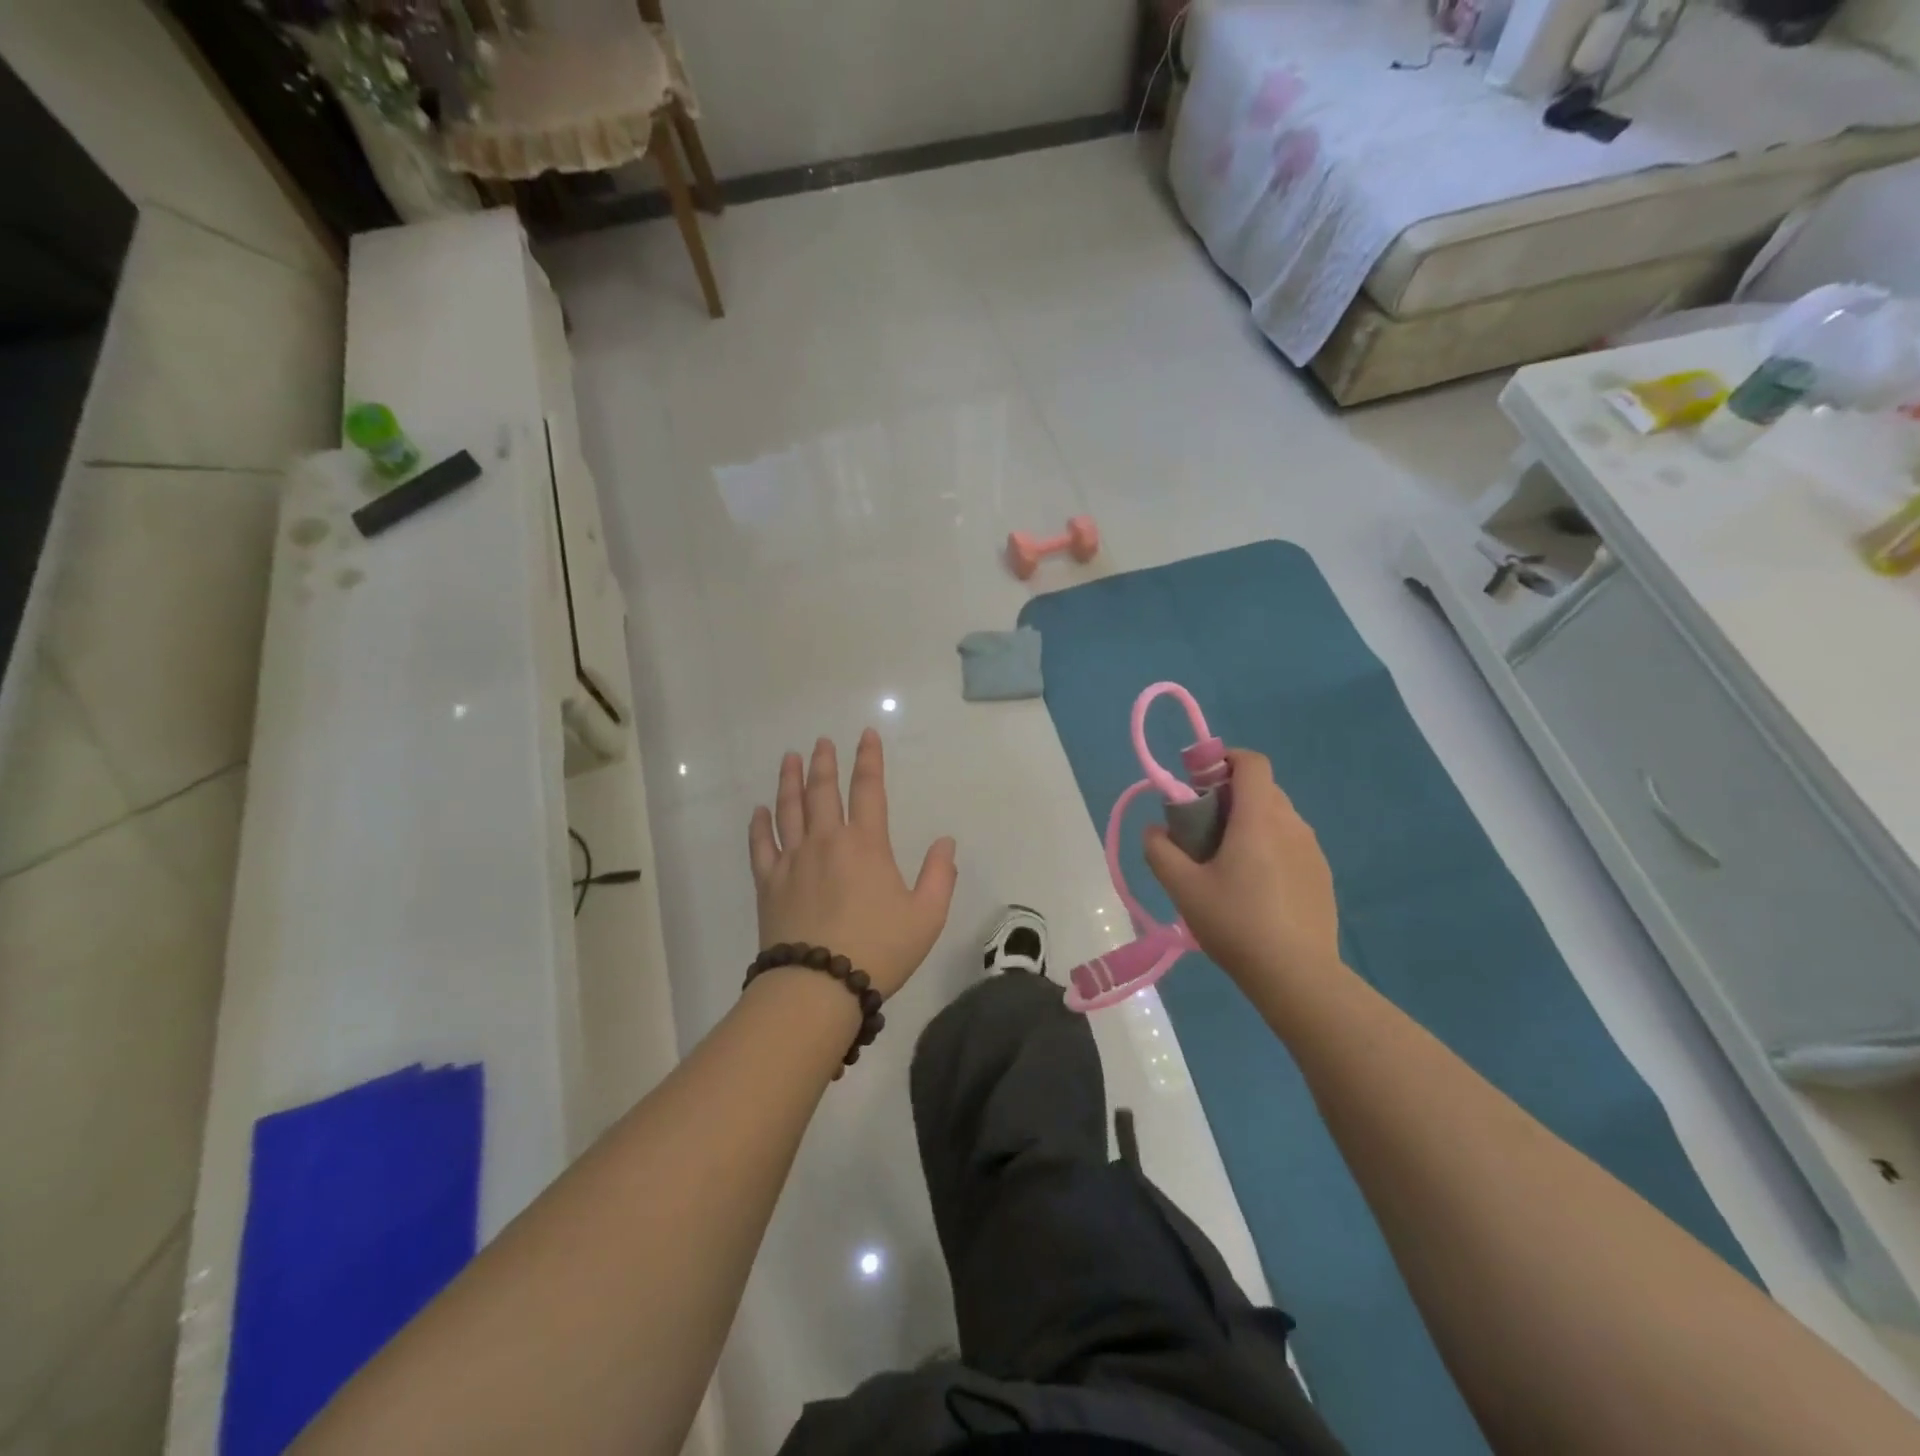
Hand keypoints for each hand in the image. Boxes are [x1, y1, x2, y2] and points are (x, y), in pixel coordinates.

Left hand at [748, 731, 957, 998]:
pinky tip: (758, 811)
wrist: (818, 985)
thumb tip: (945, 842)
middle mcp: (826, 841)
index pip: (869, 789)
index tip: (865, 736)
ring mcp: (793, 860)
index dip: (868, 760)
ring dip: (789, 781)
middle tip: (821, 742)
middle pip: (823, 791)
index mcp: (866, 844)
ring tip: (790, 758)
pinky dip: (759, 825)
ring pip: (789, 809)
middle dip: (824, 763)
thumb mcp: (927, 916)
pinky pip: (761, 845)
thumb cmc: (879, 949)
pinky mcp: (768, 883)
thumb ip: (940, 875)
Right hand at [1144, 749, 1340, 996]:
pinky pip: (1291, 844)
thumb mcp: (1183, 888)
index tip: (1199, 783)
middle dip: (1229, 796)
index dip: (1224, 760)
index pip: (1251, 762)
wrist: (1297, 976)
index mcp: (1259, 818)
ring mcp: (1312, 850)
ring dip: (1250, 824)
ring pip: (1277, 817)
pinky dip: (1270, 848)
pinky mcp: (1322, 875)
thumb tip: (1155, 831)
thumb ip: (1160, 851)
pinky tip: (1255, 890)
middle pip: (1261, 789)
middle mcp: (1292, 824)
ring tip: (1227, 864)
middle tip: (1202, 831)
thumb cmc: (1235, 923)